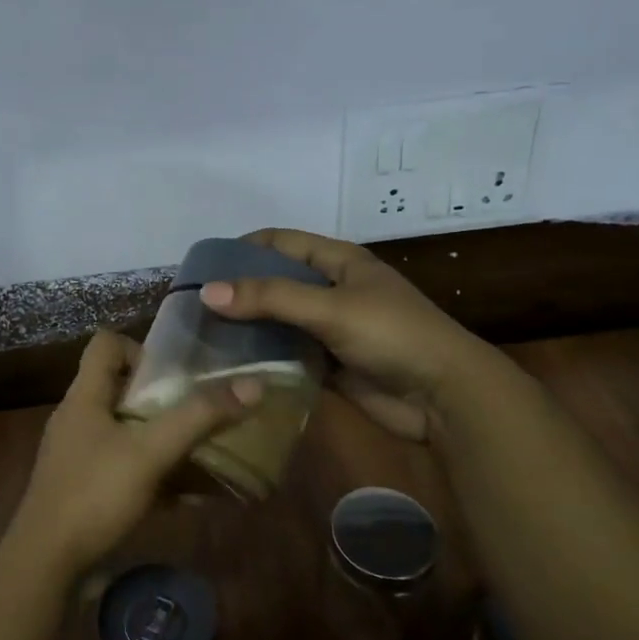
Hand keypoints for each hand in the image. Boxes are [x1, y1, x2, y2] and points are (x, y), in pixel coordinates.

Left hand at [9, 332, 256, 578]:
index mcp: (85, 395)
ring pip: (128, 431)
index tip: (175, 375)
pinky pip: (126, 467)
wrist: (45, 564)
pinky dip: (156, 474)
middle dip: (166, 398)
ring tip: (205, 453)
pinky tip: (189, 498)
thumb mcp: (150, 452)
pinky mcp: (85, 488)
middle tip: (202, 412)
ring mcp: (80, 455)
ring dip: (165, 439)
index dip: (141, 348)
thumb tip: (253, 383)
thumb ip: (198, 417)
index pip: (106, 343)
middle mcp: (79, 417)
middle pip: (123, 387)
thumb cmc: (94, 494)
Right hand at [197, 228, 490, 442]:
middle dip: (239, 292)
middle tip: (194, 308)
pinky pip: (289, 355)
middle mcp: (332, 290)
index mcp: (338, 261)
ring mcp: (330, 329)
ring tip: (203, 337)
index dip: (242, 248)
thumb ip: (269, 298)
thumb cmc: (393, 335)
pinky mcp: (330, 364)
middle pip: (275, 282)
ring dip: (248, 328)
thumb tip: (206, 292)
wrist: (444, 397)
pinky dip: (264, 358)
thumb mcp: (330, 308)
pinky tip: (232, 366)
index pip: (280, 242)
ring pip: (279, 321)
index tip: (201, 267)